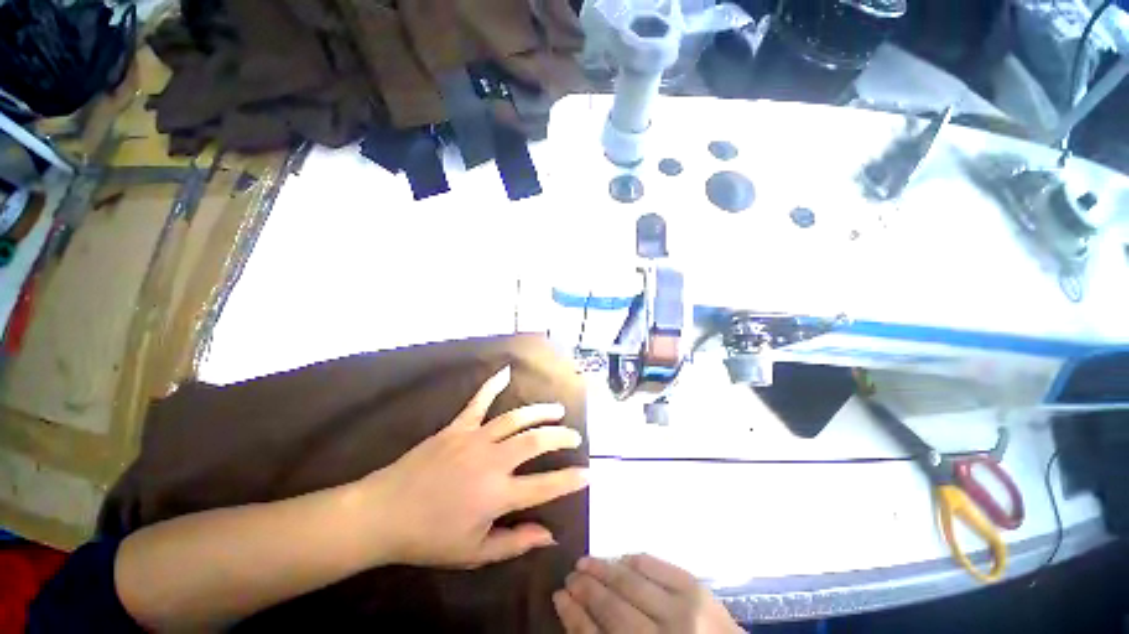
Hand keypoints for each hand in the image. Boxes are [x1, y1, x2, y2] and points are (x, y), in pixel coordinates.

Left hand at [359, 366, 588, 568]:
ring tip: (557, 410)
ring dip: (540, 412)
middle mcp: (492, 460)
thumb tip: (549, 535)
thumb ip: (515, 542)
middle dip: (560, 437)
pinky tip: (506, 371)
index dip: (570, 480)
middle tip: (574, 437)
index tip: (588, 473)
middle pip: (536, 440)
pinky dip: (493, 384)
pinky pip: (479, 400)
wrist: (383, 513)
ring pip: (516, 417)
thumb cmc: (429, 538)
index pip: (545, 485)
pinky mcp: (458, 426)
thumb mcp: (474, 553)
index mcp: (497, 494)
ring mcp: (475, 438)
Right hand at [553, 555, 742, 633]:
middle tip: (570, 575)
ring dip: (604, 568)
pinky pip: (656, 565)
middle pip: (613, 607)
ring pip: (631, 582)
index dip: (575, 616)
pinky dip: (634, 559)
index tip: (558, 597)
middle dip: (587, 588)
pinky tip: (620, 557)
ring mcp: (684, 611)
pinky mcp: (698, 589)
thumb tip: (579, 613)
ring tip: (585, 561)